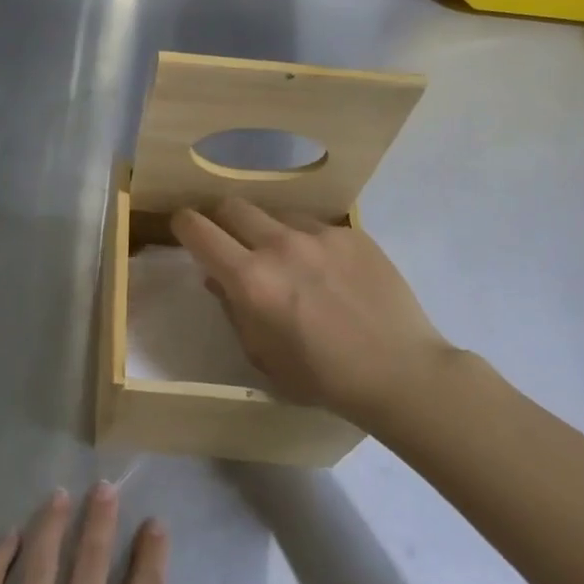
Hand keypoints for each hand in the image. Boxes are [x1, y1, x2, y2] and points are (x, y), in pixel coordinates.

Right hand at [172, 198, 464, 425]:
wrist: (401, 372)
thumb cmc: (322, 377)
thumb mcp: (262, 355)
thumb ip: (232, 309)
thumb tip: (216, 277)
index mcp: (250, 280)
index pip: (197, 229)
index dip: (182, 225)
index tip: (184, 230)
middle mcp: (279, 245)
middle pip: (231, 205)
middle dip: (220, 219)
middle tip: (229, 240)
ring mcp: (319, 234)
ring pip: (274, 212)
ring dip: (265, 229)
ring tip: (283, 256)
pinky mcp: (351, 233)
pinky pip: (313, 225)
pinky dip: (305, 240)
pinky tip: (325, 268)